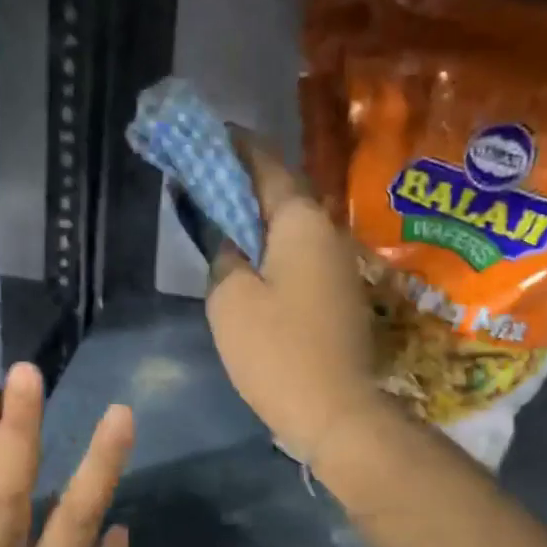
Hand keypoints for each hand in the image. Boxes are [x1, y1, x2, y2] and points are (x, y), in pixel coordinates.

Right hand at [205, 132, 379, 460]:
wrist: (335, 412)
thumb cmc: (276, 350)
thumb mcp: (231, 298)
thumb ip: (224, 255)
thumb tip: (229, 240)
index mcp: (301, 223)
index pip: (267, 166)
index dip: (237, 147)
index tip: (211, 133)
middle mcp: (328, 233)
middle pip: (283, 193)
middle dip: (245, 180)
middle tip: (207, 174)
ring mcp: (338, 266)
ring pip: (291, 226)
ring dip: (258, 214)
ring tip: (221, 211)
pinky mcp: (338, 295)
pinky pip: (299, 253)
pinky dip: (271, 245)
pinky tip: (248, 256)